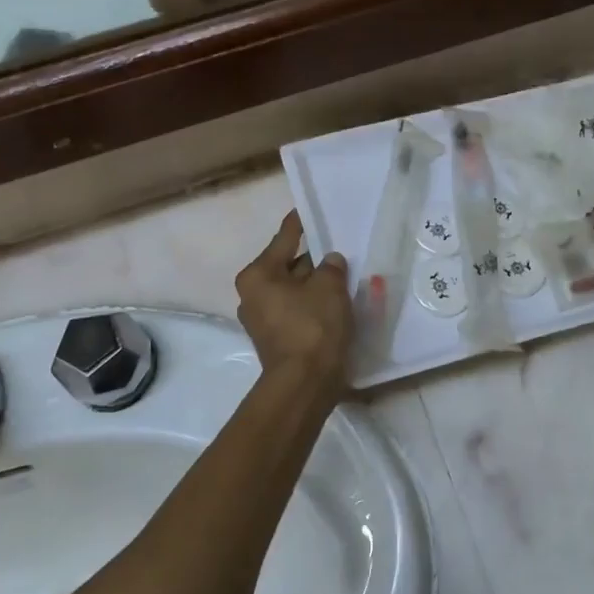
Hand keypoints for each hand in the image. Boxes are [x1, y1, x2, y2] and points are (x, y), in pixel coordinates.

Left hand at [235, 211, 353, 392]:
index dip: (299, 224)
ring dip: (314, 284)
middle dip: (312, 258)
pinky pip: (296, 310)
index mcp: (258, 275)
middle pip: (287, 266)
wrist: (305, 384)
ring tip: (341, 273)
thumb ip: (331, 267)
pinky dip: (312, 304)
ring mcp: (262, 320)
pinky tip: (335, 302)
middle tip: (336, 246)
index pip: (284, 239)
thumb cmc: (313, 327)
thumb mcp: (329, 288)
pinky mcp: (276, 339)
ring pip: (293, 290)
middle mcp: (252, 295)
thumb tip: (330, 261)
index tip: (306, 209)